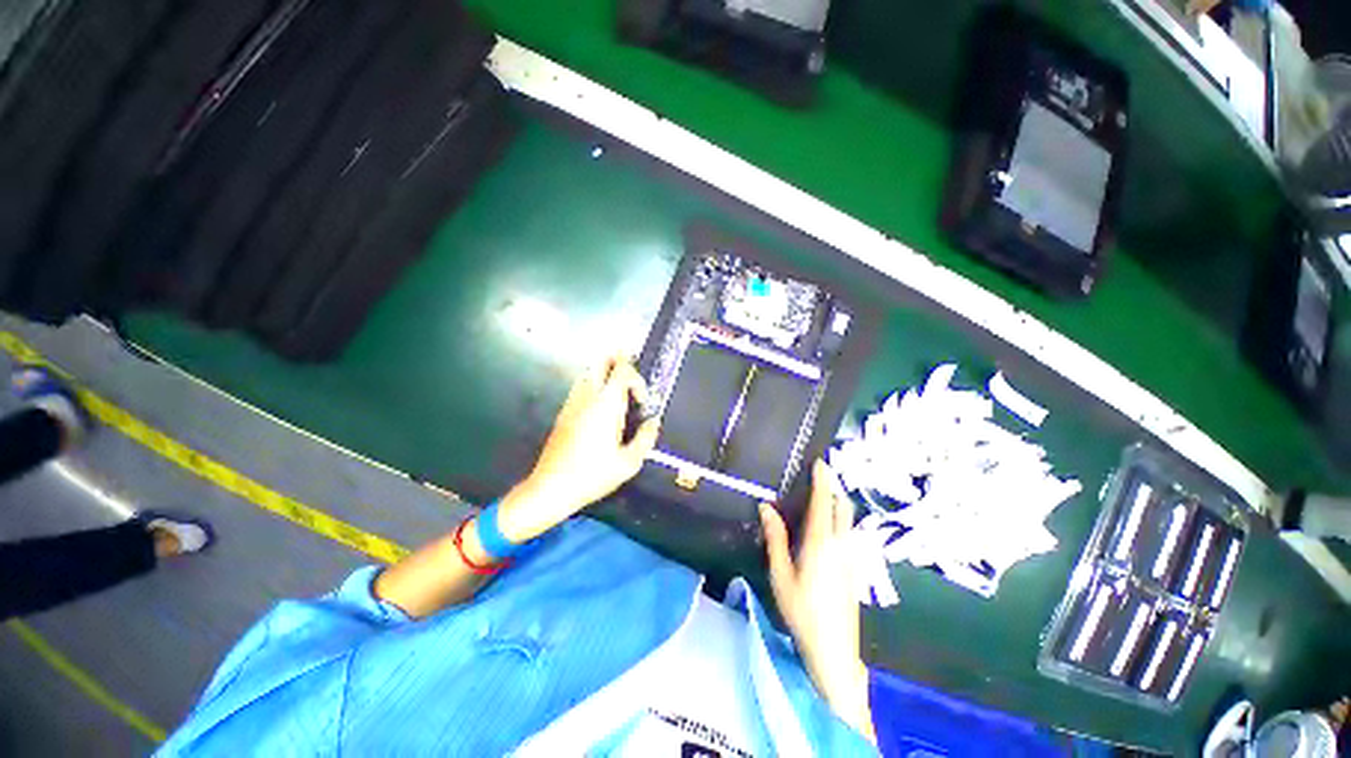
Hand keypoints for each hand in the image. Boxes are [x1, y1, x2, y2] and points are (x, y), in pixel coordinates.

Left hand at [498, 354, 660, 542]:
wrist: (551, 487)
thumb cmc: (592, 475)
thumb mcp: (629, 463)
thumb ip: (645, 438)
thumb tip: (653, 423)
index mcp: (606, 405)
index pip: (622, 370)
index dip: (637, 378)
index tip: (641, 400)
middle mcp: (587, 397)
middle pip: (601, 361)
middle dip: (619, 361)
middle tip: (632, 378)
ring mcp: (572, 402)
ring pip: (589, 372)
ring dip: (606, 375)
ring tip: (620, 395)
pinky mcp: (564, 411)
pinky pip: (581, 386)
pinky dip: (595, 386)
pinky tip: (602, 409)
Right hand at [762, 459, 874, 741]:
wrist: (834, 649)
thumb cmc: (801, 611)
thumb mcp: (781, 574)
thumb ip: (775, 538)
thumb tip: (766, 507)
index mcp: (820, 542)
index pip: (823, 502)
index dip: (823, 479)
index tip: (820, 461)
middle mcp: (840, 544)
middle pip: (842, 506)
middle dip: (833, 487)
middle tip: (818, 477)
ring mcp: (851, 556)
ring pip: (848, 519)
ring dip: (837, 502)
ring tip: (820, 497)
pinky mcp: (855, 567)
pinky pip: (849, 532)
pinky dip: (839, 518)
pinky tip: (826, 527)